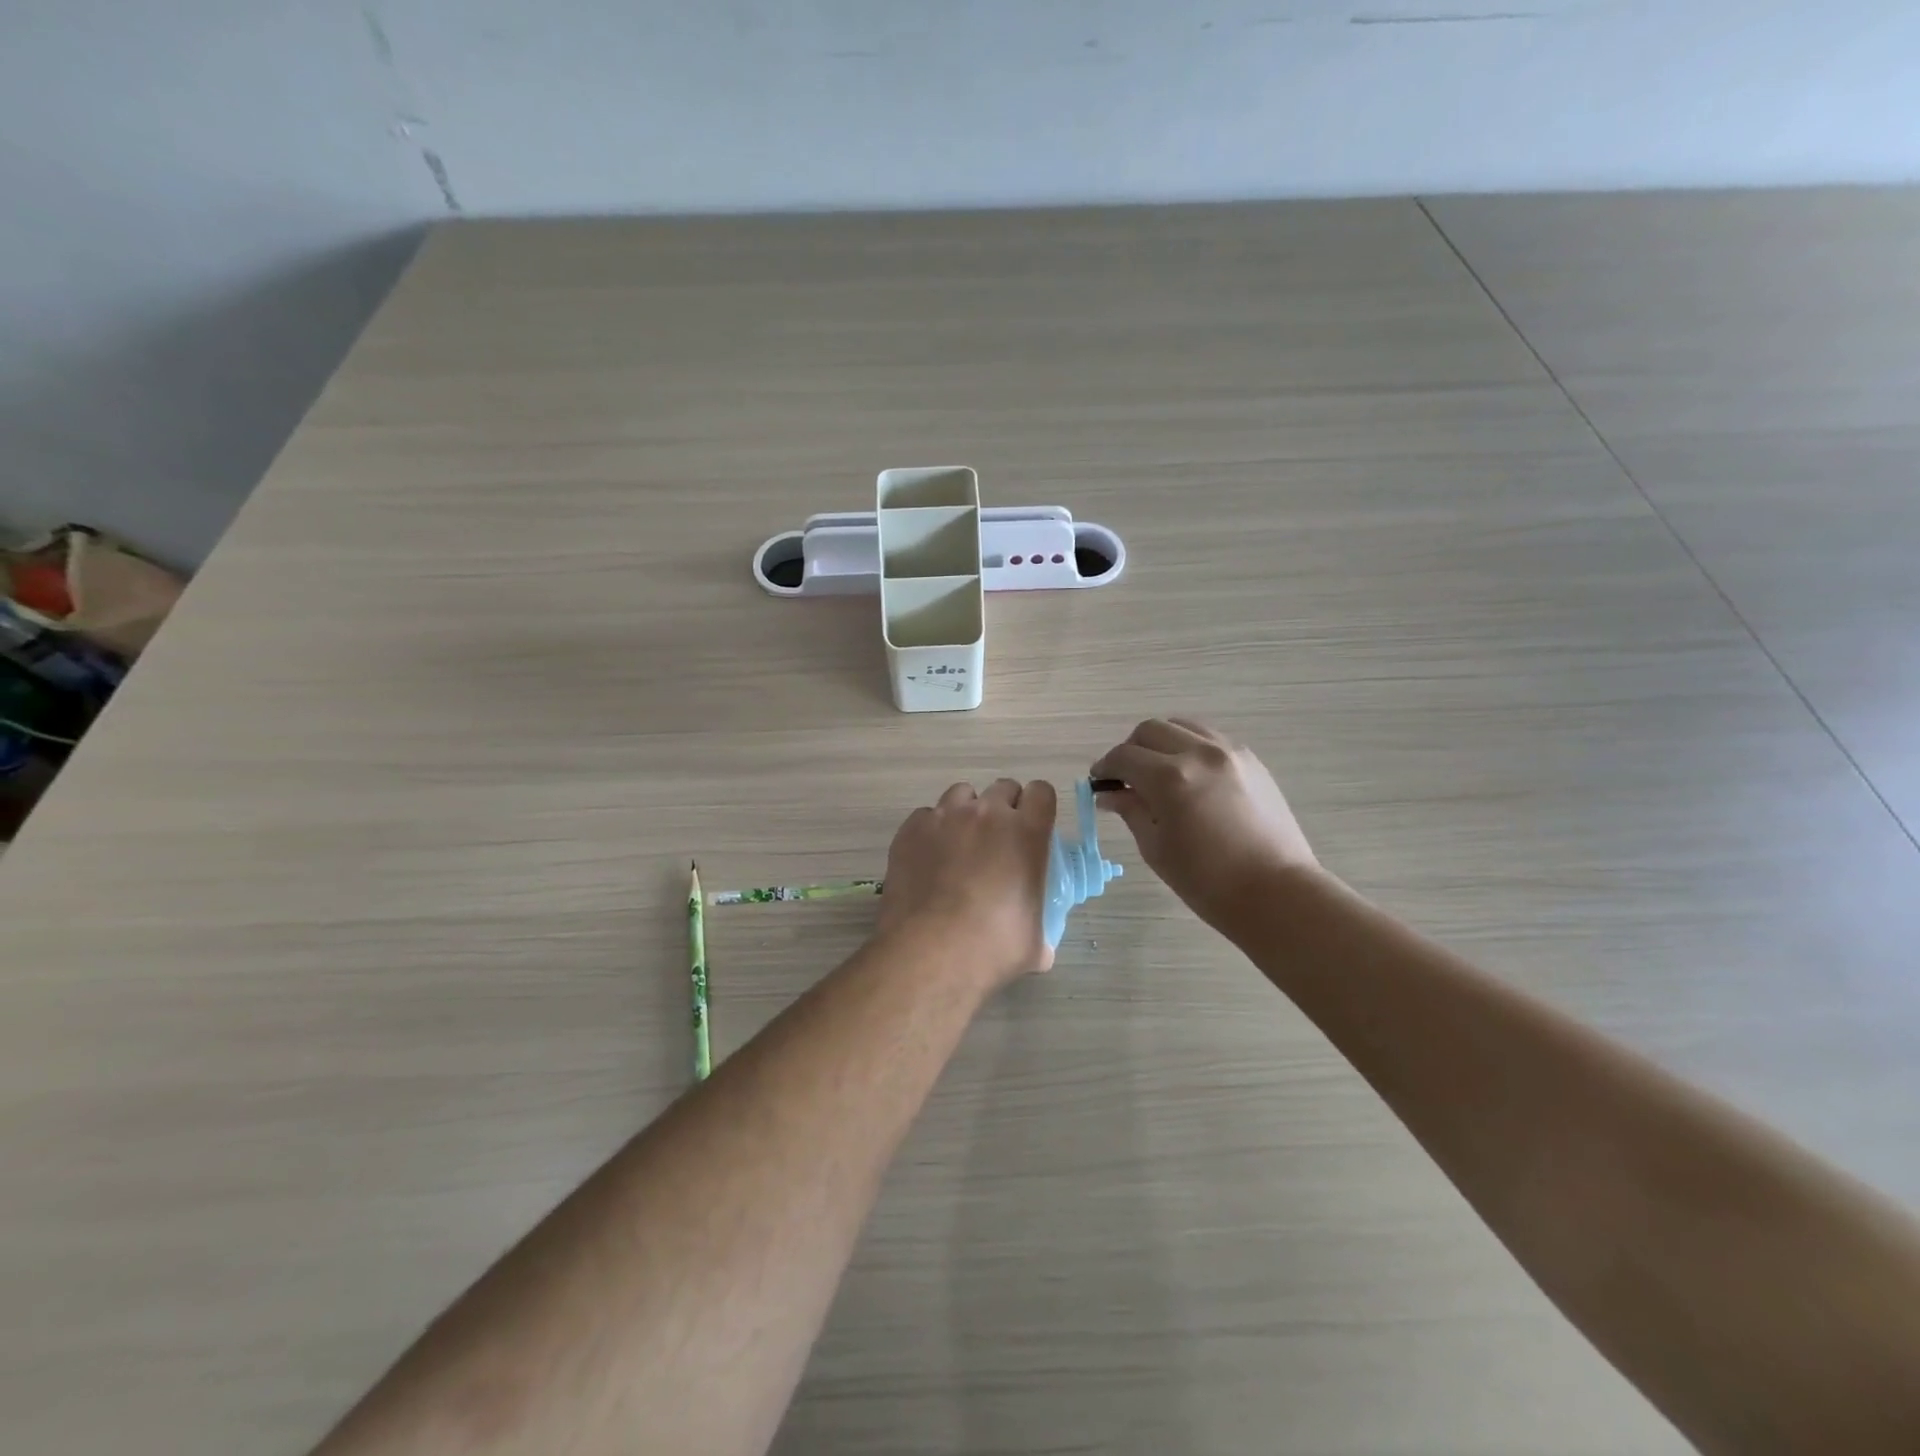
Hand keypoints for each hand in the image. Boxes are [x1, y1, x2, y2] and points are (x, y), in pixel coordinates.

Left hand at [877, 779, 1058, 987]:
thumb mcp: (1035, 944)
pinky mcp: (911, 829)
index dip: (1038, 807)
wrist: (928, 953)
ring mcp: (945, 817)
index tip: (1033, 829)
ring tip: (961, 846)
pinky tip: (929, 859)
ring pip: (962, 794)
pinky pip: (927, 816)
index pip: (1041, 792)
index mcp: (1026, 833)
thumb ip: (1042, 929)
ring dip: (967, 813)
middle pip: (1003, 788)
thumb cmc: (991, 949)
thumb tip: (1041, 942)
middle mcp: (987, 814)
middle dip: (1004, 809)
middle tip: (998, 843)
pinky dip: (932, 830)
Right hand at [1091, 719, 1317, 930]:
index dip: (1105, 767)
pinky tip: (1189, 776)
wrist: (1275, 892)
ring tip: (1158, 771)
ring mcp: (1229, 752)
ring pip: (1182, 726)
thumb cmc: (1207, 881)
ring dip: (1161, 742)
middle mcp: (1199, 753)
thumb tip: (1110, 793)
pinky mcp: (1251, 760)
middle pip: (1150, 730)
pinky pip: (1209, 738)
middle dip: (1131, 750)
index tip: (1099, 782)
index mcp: (1170, 778)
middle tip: (1126, 777)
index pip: (1124, 757)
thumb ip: (1131, 810)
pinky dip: (1190, 747)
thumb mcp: (1156, 847)